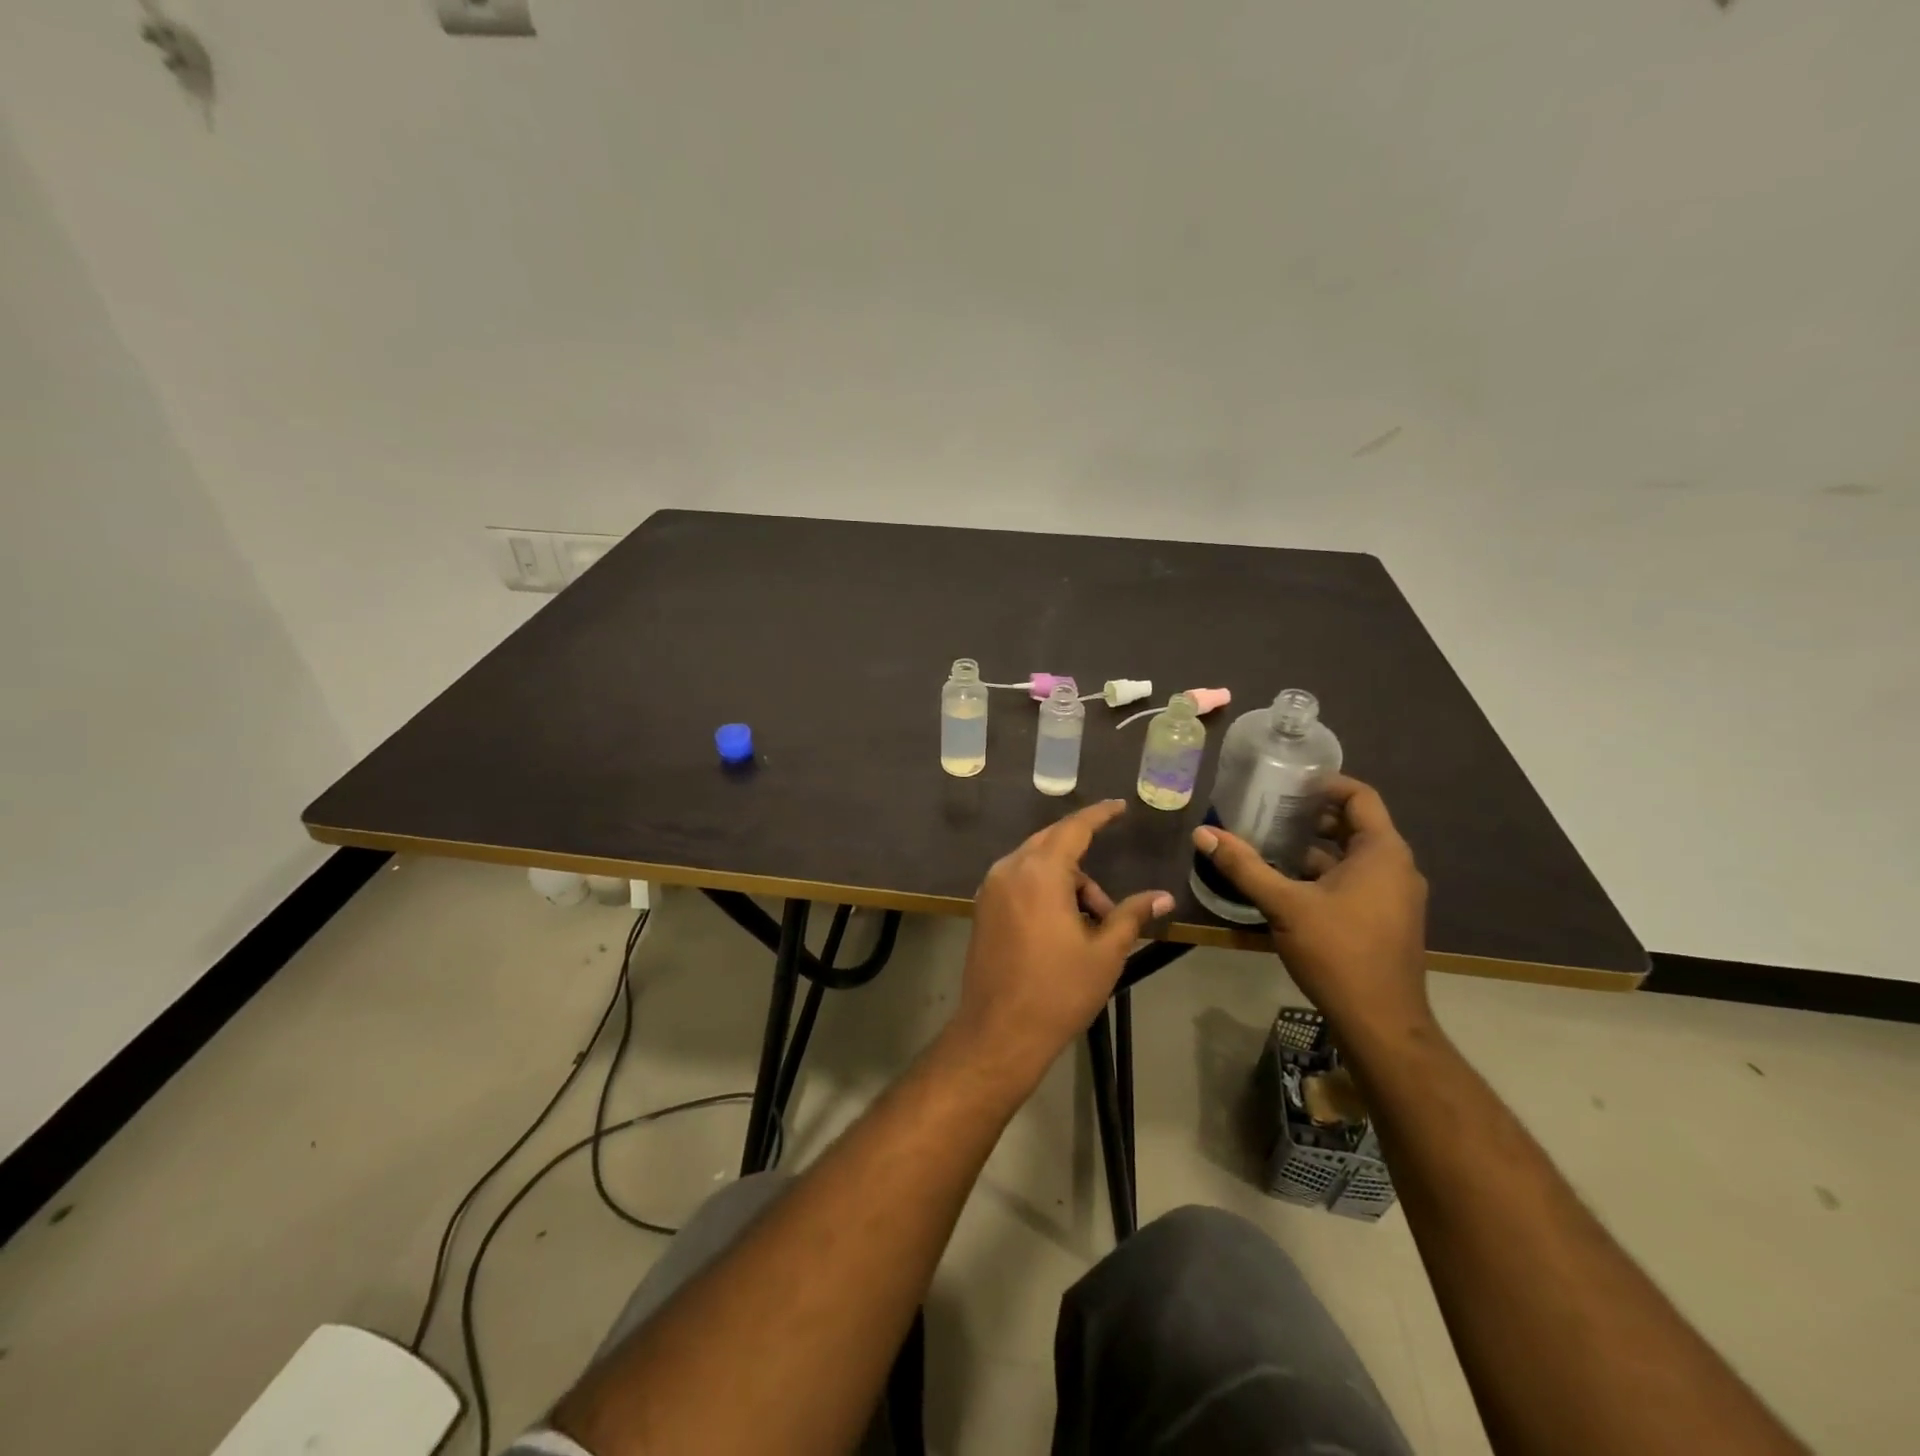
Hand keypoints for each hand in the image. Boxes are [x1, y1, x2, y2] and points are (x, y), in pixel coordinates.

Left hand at [948, 800, 1173, 1089]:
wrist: (998, 1032)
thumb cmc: (1057, 991)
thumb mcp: (1105, 953)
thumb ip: (1131, 916)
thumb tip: (1163, 897)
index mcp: (1039, 872)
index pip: (1073, 829)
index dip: (1099, 815)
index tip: (1119, 807)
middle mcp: (1009, 870)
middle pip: (1051, 844)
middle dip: (1084, 860)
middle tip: (1110, 902)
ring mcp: (991, 889)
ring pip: (1035, 865)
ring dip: (1066, 883)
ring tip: (1090, 931)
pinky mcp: (982, 909)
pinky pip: (1019, 882)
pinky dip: (1043, 890)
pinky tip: (1063, 927)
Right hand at [1192, 775, 1430, 1051]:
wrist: (1381, 1022)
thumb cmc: (1338, 953)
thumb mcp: (1284, 905)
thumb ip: (1244, 866)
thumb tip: (1203, 833)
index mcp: (1382, 852)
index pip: (1360, 796)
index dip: (1325, 784)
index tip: (1288, 781)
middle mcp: (1397, 867)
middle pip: (1355, 824)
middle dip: (1313, 815)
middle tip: (1269, 809)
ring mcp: (1395, 896)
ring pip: (1354, 856)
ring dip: (1316, 847)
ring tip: (1270, 842)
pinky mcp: (1387, 919)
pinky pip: (1356, 880)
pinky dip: (1325, 873)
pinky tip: (1288, 882)